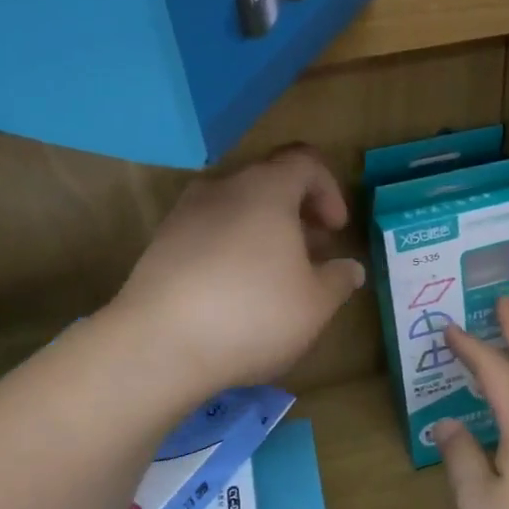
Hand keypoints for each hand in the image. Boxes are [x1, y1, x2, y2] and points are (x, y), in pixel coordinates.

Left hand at [113, 146, 363, 397]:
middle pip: (268, 182)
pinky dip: (231, 248)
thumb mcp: (315, 304)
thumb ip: (338, 279)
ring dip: (263, 231)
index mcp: (266, 190)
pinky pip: (208, 232)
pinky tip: (236, 292)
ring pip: (236, 207)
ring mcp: (184, 214)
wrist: (158, 346)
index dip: (329, 190)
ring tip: (276, 275)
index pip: (305, 162)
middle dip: (297, 212)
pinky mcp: (160, 244)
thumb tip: (349, 268)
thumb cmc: (253, 315)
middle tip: (312, 252)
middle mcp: (222, 188)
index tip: (335, 230)